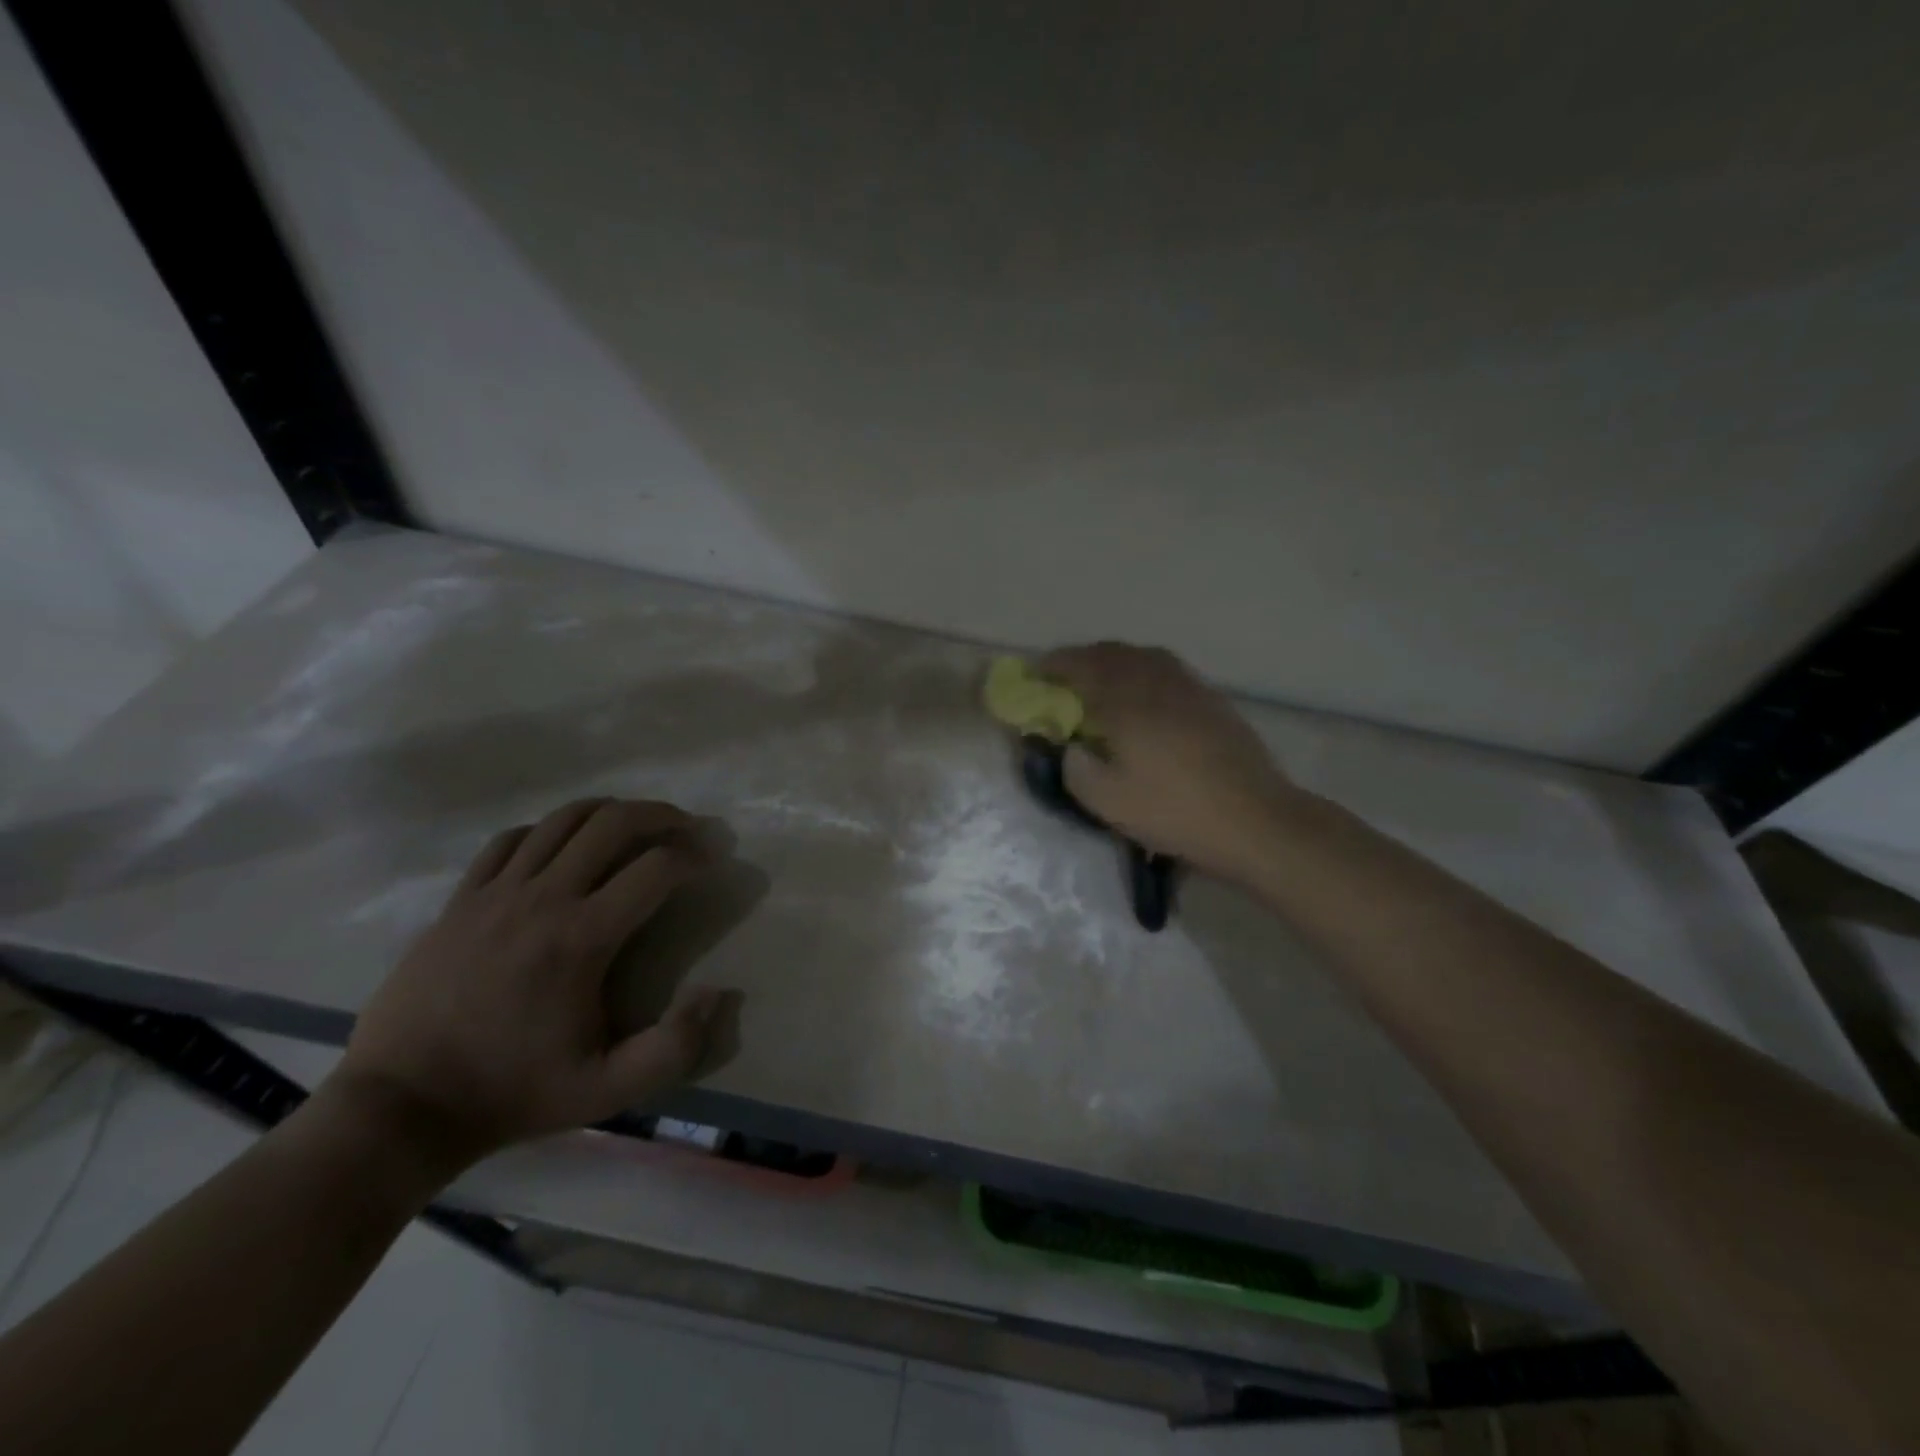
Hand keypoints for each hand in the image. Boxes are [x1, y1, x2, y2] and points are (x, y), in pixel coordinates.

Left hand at [328, 798, 733, 1172]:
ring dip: (611, 812)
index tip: (717, 859)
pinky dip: (550, 830)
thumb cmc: (513, 1094)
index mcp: (581, 938)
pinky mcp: (462, 899)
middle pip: (613, 823)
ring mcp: (496, 893)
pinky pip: (512, 840)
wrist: (401, 1107)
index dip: (697, 855)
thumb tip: (719, 993)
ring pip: (563, 820)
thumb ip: (675, 1047)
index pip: (656, 868)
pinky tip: (565, 847)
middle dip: (663, 815)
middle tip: (689, 827)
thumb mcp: (608, 1091)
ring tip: (637, 826)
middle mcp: (542, 899)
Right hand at [1040, 643, 1299, 883]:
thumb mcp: (1108, 802)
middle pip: (1112, 653)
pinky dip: (1143, 670)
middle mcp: (1156, 681)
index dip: (1054, 666)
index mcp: (1126, 702)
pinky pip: (1167, 669)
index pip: (1080, 667)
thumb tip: (1070, 747)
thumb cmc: (1174, 811)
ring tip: (1101, 681)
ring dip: (1114, 661)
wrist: (1255, 820)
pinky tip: (1145, 694)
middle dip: (1082, 659)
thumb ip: (1075, 769)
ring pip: (1143, 656)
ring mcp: (1189, 686)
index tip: (1036, 674)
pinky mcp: (1212, 699)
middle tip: (1064, 678)